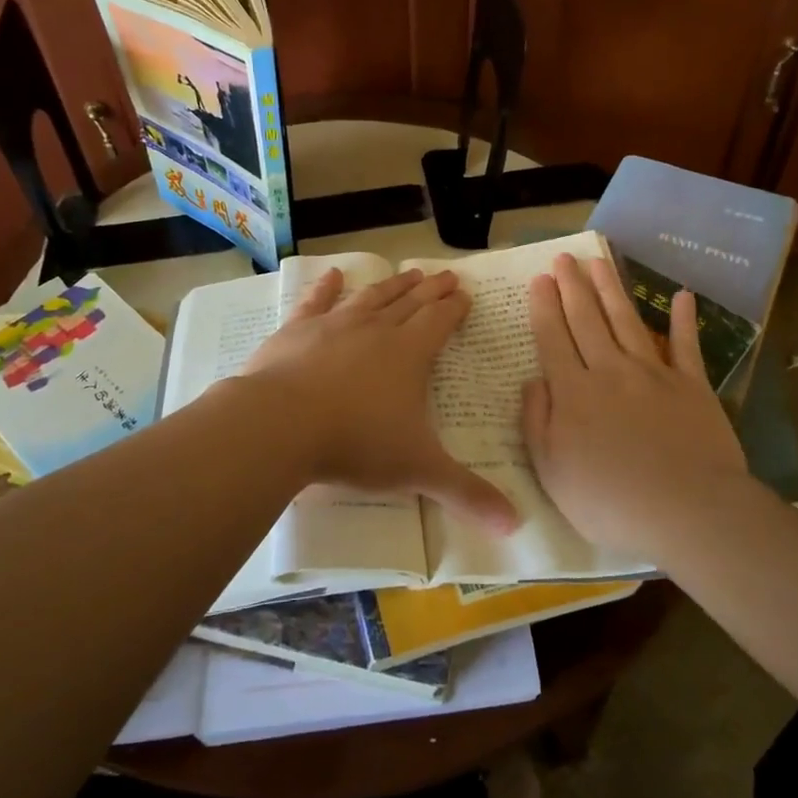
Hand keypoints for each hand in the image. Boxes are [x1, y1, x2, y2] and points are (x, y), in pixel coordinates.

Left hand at [244, 268, 519, 532]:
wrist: (281, 424)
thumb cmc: (356, 443)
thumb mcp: (417, 471)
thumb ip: (466, 494)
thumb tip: (516, 525)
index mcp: (409, 354)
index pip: (439, 321)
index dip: (454, 308)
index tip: (464, 294)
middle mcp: (376, 330)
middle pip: (409, 303)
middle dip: (430, 289)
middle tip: (444, 275)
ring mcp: (334, 325)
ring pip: (371, 298)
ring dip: (391, 285)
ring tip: (407, 272)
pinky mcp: (297, 330)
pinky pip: (316, 302)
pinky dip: (327, 287)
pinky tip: (334, 275)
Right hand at [523, 254, 748, 563]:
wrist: (688, 511)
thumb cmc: (611, 501)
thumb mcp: (552, 471)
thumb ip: (537, 421)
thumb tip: (534, 379)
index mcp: (573, 392)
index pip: (553, 338)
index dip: (544, 307)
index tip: (539, 280)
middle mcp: (609, 371)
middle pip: (586, 319)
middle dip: (572, 286)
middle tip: (563, 258)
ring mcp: (653, 374)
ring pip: (626, 321)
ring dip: (610, 288)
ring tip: (598, 261)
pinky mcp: (692, 385)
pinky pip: (686, 345)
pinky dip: (684, 320)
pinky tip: (682, 296)